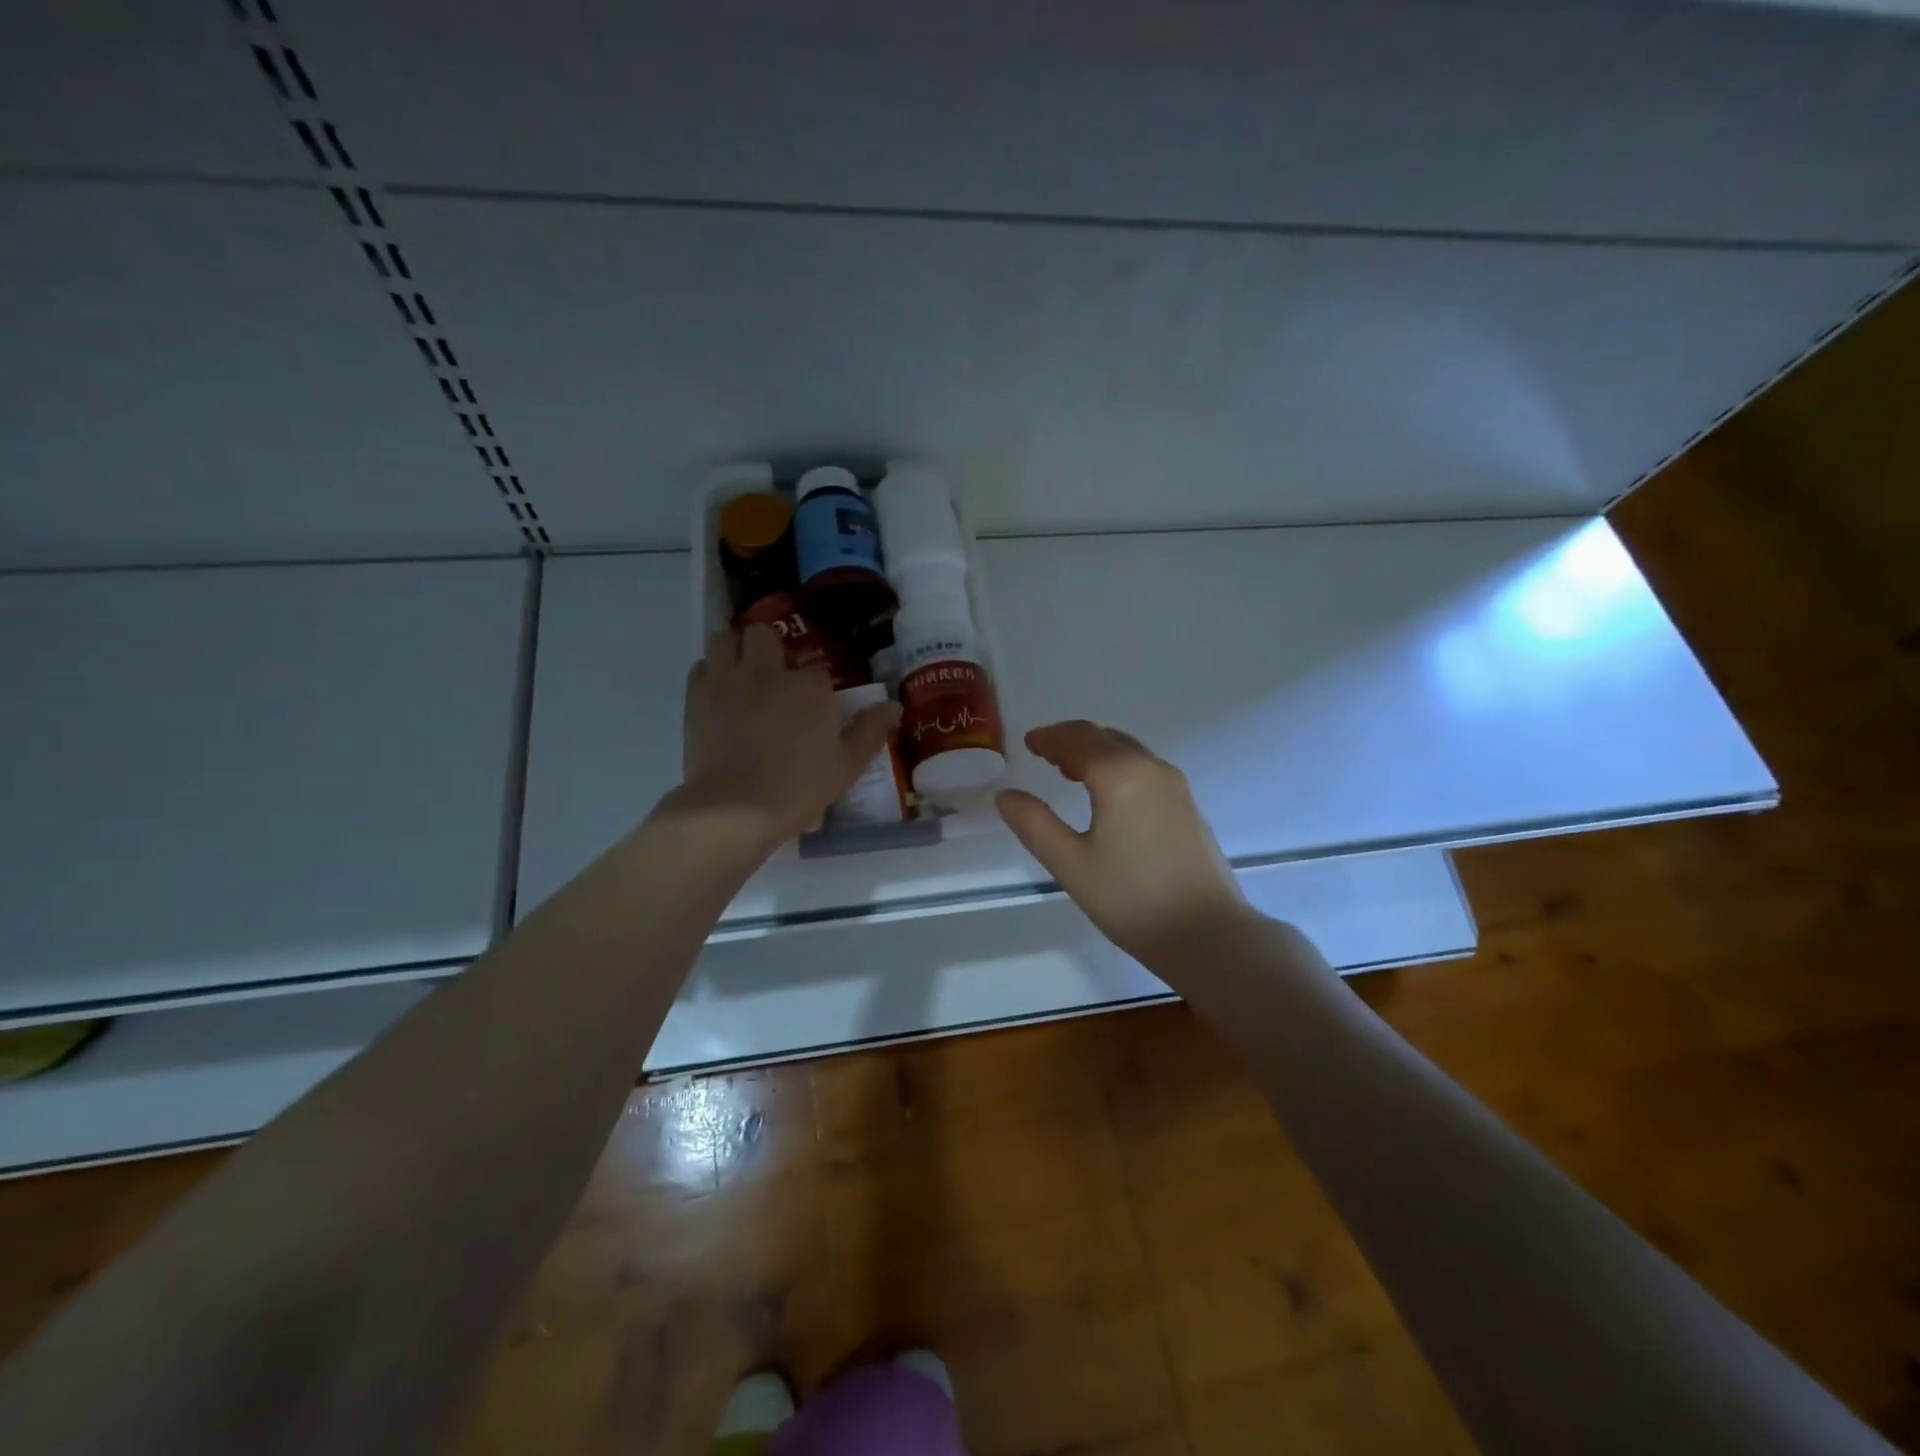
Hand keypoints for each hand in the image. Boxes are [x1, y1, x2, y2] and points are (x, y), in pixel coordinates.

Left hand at [677, 625, 900, 851]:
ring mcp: (728, 680)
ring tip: (743, 672)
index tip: (816, 707)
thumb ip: (870, 731)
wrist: (735, 808)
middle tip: (774, 675)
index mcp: (809, 686)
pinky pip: (701, 666)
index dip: (817, 686)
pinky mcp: (696, 697)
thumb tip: (894, 705)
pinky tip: (720, 693)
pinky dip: (711, 672)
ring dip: (736, 649)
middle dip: (770, 648)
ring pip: (726, 638)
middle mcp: (767, 671)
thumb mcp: (846, 766)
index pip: (817, 669)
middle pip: (764, 635)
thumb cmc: (798, 788)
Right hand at [996, 721, 1249, 965]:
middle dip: (1071, 739)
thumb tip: (1005, 795)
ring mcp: (1174, 786)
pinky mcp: (1188, 806)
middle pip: (1104, 737)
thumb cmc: (1131, 898)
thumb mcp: (1070, 864)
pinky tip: (1108, 795)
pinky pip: (1144, 769)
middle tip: (1044, 751)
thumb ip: (1034, 824)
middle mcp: (1150, 768)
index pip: (1077, 739)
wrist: (1207, 933)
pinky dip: (1118, 767)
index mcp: (1119, 774)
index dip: (1049, 738)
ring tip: (1069, 771)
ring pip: (1128, 751)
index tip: (1029, 742)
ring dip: (1096, 751)